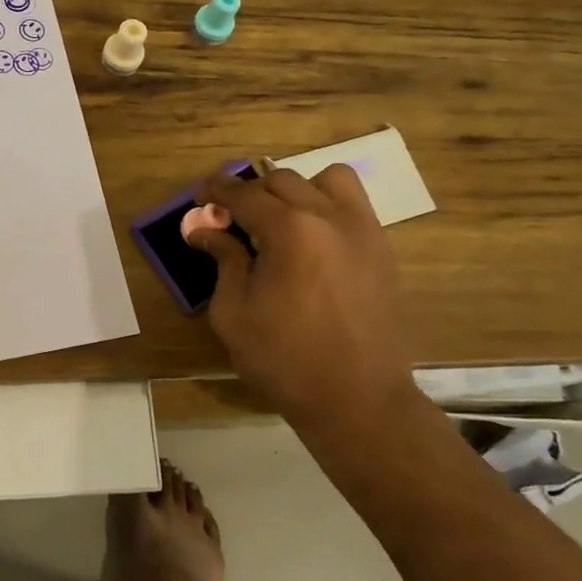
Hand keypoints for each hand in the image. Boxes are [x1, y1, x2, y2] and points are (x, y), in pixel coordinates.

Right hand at [187, 164, 422, 430]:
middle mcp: (330, 217)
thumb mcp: (233, 312)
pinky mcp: (382, 250)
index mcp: (290, 230)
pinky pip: (354, 205)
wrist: (358, 400)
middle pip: (281, 180)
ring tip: (280, 221)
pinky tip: (311, 241)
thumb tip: (204, 230)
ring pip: (327, 180)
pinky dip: (327, 206)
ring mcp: (363, 231)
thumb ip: (222, 260)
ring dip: (296, 190)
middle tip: (230, 219)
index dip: (216, 190)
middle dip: (250, 192)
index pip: (244, 193)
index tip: (199, 198)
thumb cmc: (284, 359)